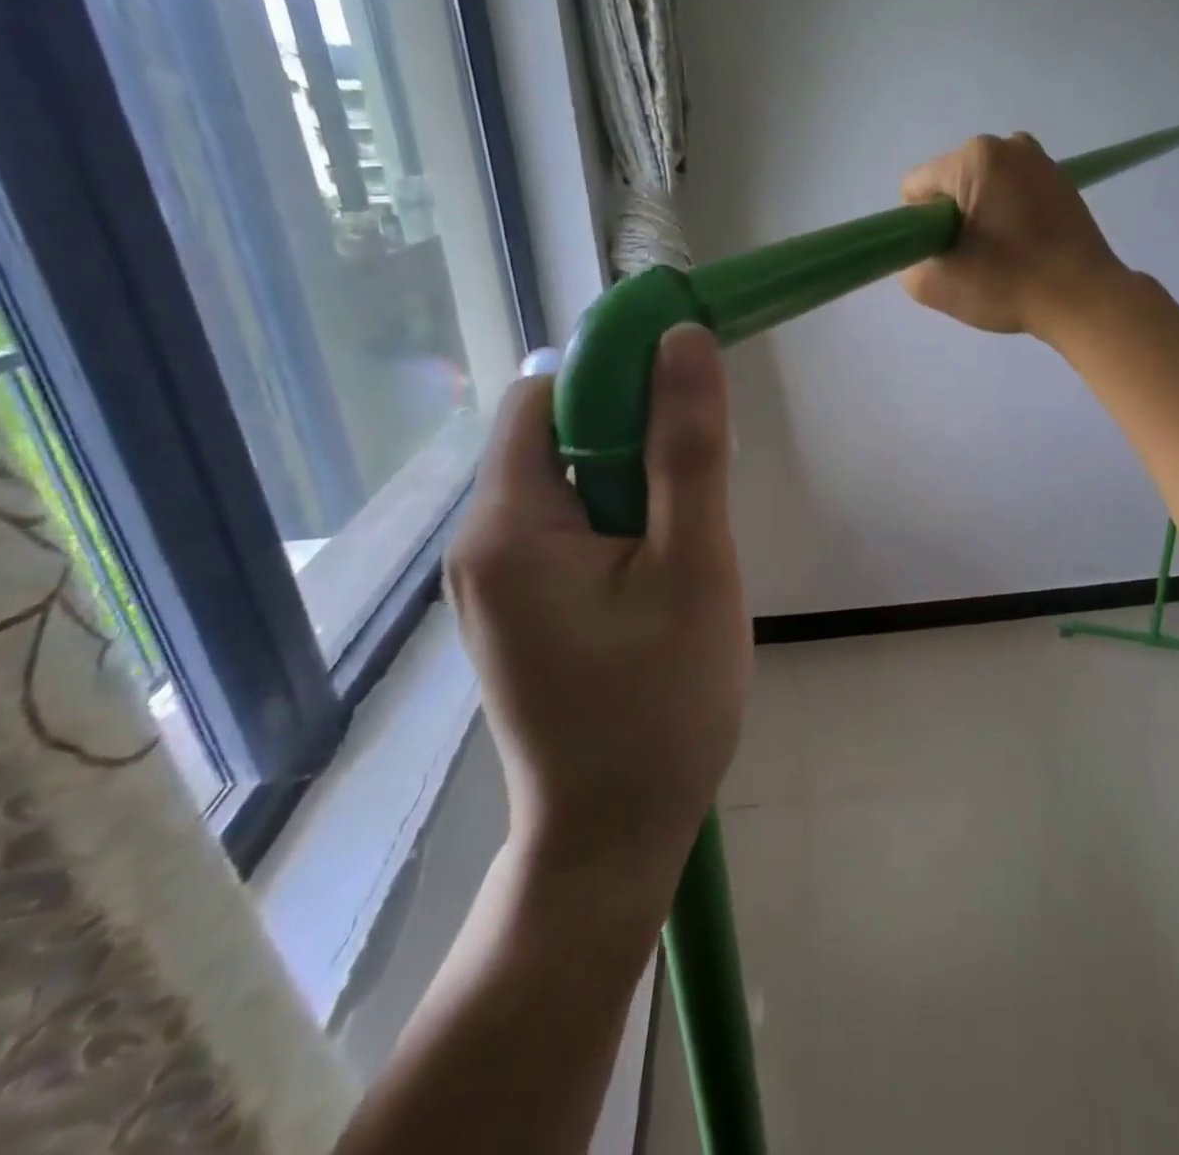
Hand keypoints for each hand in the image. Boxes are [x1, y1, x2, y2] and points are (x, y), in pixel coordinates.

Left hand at [445, 325, 751, 895]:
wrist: (614, 838)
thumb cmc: (661, 705)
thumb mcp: (694, 566)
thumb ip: (689, 449)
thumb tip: (683, 341)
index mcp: (507, 525)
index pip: (547, 399)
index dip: (617, 383)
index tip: (686, 410)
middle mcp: (479, 546)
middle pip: (557, 442)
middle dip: (636, 448)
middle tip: (700, 508)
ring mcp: (492, 585)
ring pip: (570, 490)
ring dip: (635, 496)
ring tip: (685, 558)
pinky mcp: (516, 614)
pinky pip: (567, 536)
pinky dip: (618, 533)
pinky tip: (658, 586)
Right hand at [898, 132, 1129, 339]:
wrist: (1084, 299)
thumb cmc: (1008, 286)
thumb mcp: (935, 286)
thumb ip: (908, 263)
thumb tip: (923, 253)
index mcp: (974, 158)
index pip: (916, 189)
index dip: (919, 228)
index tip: (944, 257)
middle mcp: (1008, 145)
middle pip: (950, 186)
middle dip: (952, 221)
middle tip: (973, 262)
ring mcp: (1040, 160)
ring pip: (982, 191)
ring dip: (980, 220)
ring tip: (1001, 258)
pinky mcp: (1062, 182)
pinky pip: (1013, 195)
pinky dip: (1009, 218)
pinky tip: (1024, 250)